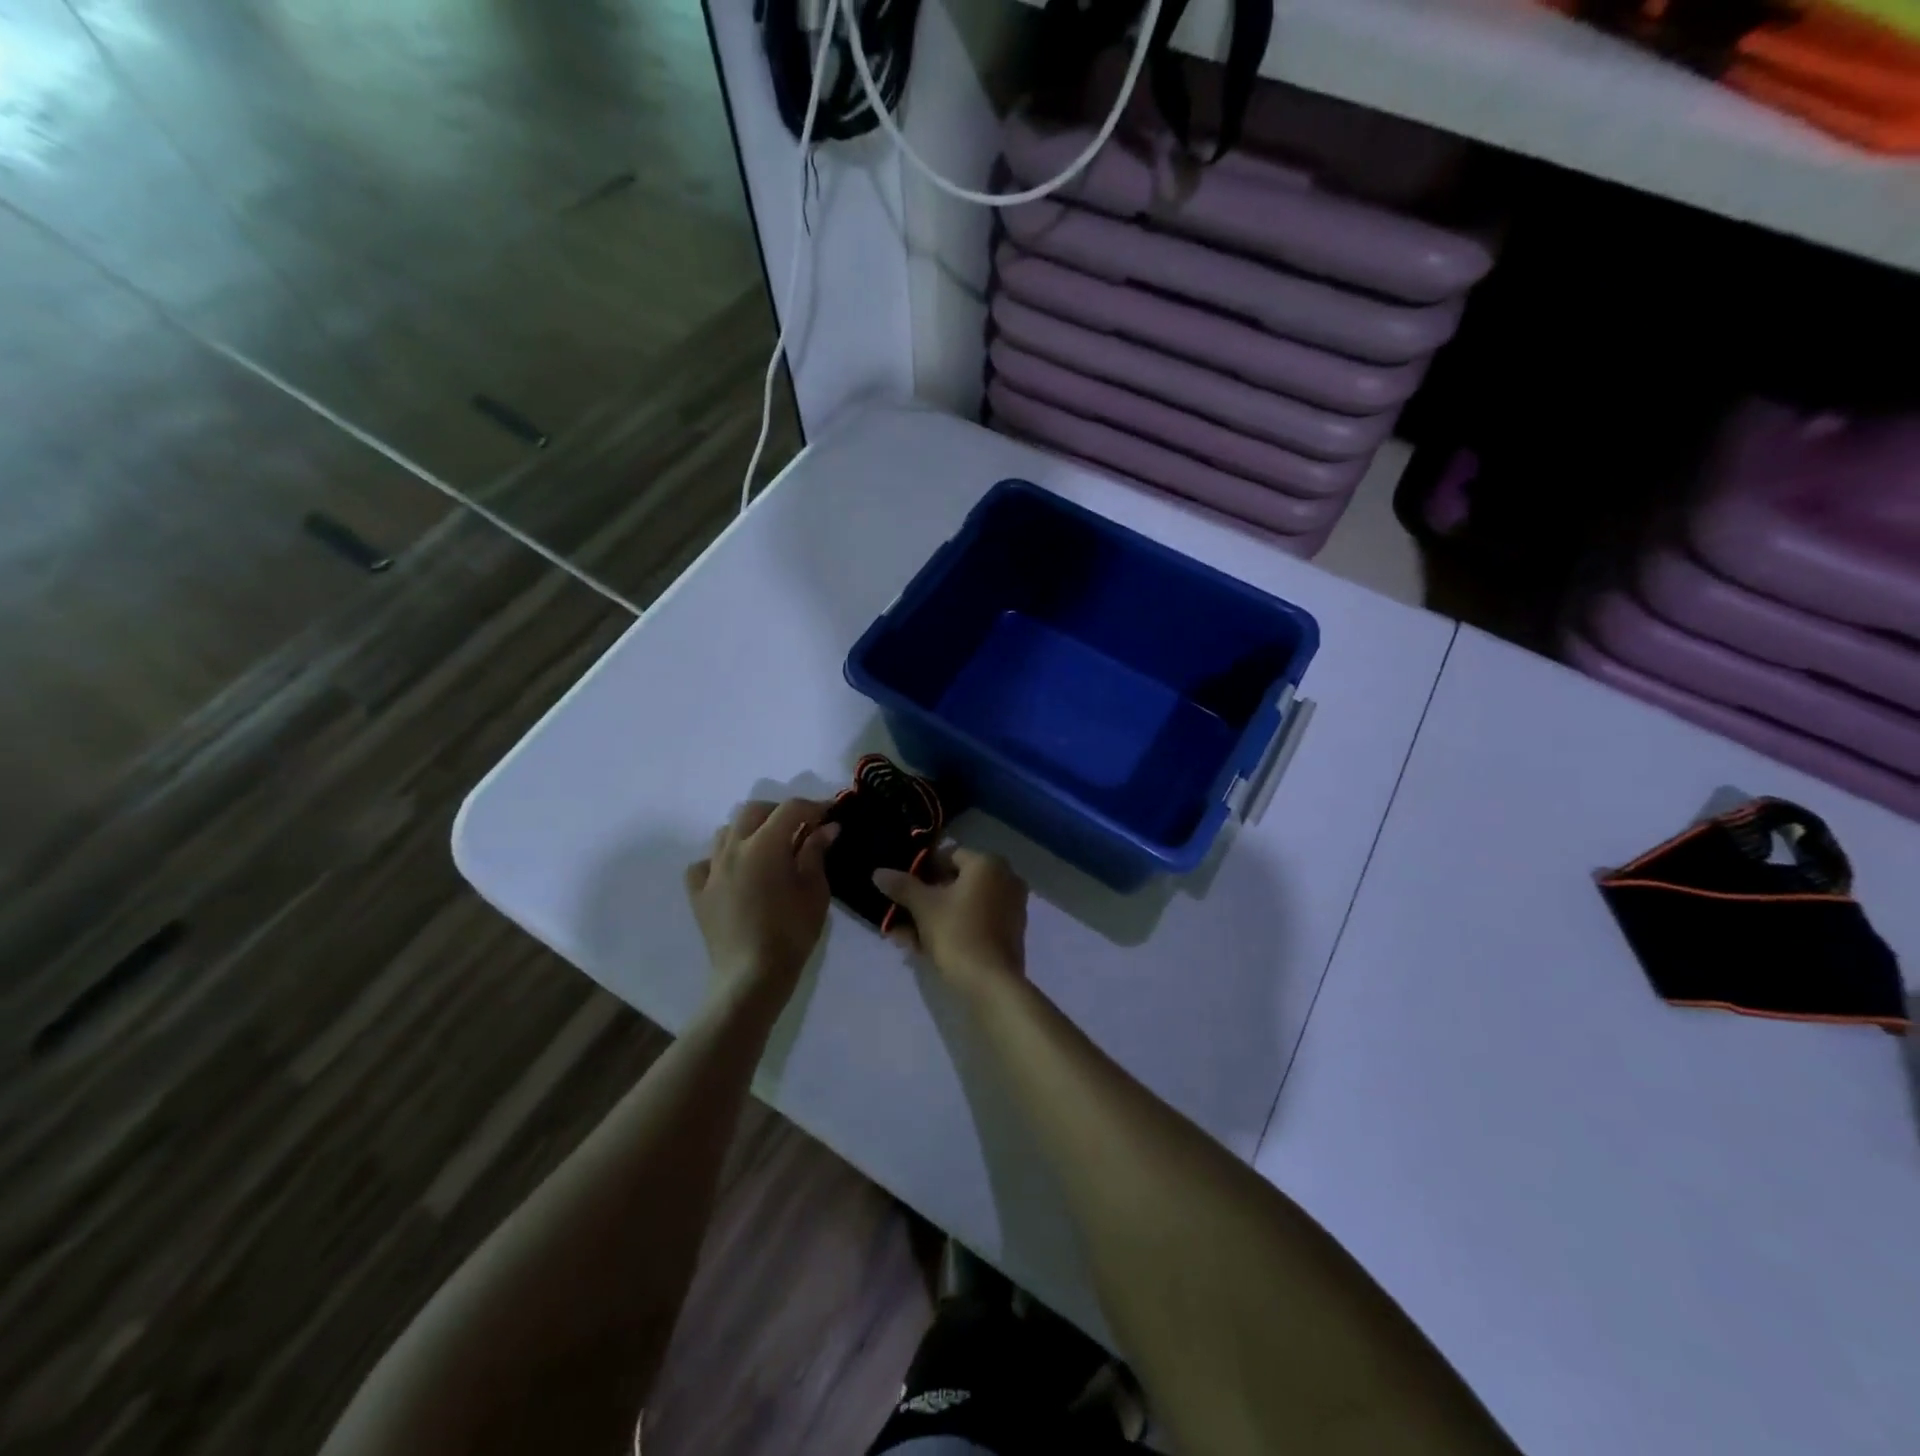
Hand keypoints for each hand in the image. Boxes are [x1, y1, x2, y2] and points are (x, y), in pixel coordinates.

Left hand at [685, 799, 838, 1009]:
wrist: (751, 977)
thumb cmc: (791, 933)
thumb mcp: (815, 891)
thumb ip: (817, 853)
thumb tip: (826, 828)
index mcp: (764, 845)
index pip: (790, 809)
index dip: (813, 807)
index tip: (830, 815)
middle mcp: (733, 848)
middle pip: (754, 811)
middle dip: (779, 813)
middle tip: (801, 828)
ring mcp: (711, 870)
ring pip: (726, 832)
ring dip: (750, 831)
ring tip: (768, 849)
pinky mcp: (698, 893)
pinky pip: (705, 864)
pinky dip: (720, 860)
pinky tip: (734, 874)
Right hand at [873, 848, 1027, 998]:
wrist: (991, 984)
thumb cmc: (957, 934)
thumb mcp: (924, 907)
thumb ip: (902, 886)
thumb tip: (879, 872)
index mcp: (988, 864)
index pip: (948, 855)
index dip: (921, 871)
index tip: (901, 888)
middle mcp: (1005, 878)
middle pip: (955, 882)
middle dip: (924, 899)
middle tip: (899, 915)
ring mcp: (1010, 906)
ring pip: (963, 905)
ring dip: (933, 917)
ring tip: (904, 937)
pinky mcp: (1009, 932)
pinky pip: (975, 921)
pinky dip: (952, 928)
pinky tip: (924, 947)